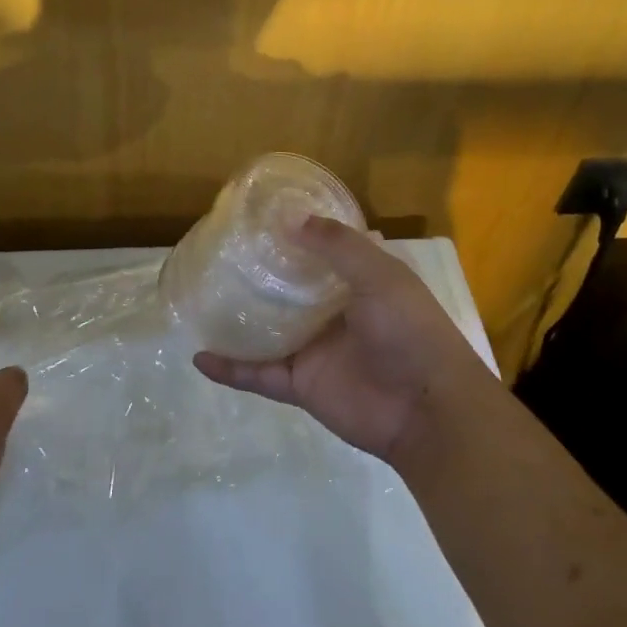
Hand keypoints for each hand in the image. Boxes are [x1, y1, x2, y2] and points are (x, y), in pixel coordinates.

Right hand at [193, 216, 497, 467]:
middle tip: (219, 250)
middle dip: (260, 272)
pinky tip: (200, 356)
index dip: (296, 232)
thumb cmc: (409, 331)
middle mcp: (333, 311)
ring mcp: (314, 348)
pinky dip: (231, 368)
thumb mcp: (380, 276)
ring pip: (267, 329)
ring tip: (201, 298)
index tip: (260, 215)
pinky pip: (258, 373)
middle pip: (288, 288)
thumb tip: (290, 219)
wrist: (426, 411)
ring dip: (239, 318)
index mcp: (358, 281)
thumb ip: (337, 246)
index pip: (322, 250)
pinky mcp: (300, 384)